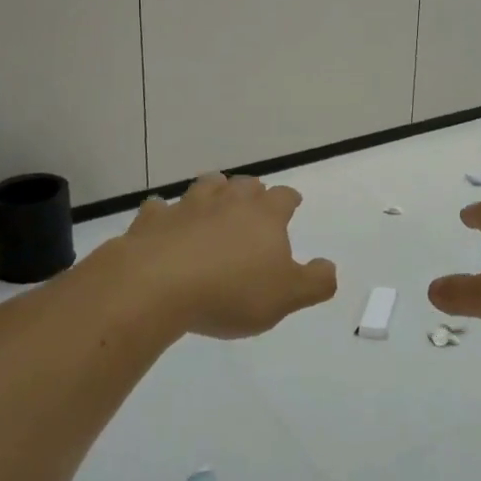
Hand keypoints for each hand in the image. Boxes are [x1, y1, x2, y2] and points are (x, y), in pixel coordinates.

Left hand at [100, 172, 336, 339]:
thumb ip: (315, 281)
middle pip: (245, 184)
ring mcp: (187, 207)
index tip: (292, 203)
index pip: (283, 196)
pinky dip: (165, 214)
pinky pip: (160, 209)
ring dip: (213, 191)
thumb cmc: (230, 291)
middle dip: (252, 191)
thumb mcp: (286, 296)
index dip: (289, 199)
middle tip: (254, 204)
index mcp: (264, 215)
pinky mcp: (152, 221)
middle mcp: (228, 202)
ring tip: (214, 203)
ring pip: (205, 186)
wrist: (156, 287)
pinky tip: (165, 224)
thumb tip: (328, 267)